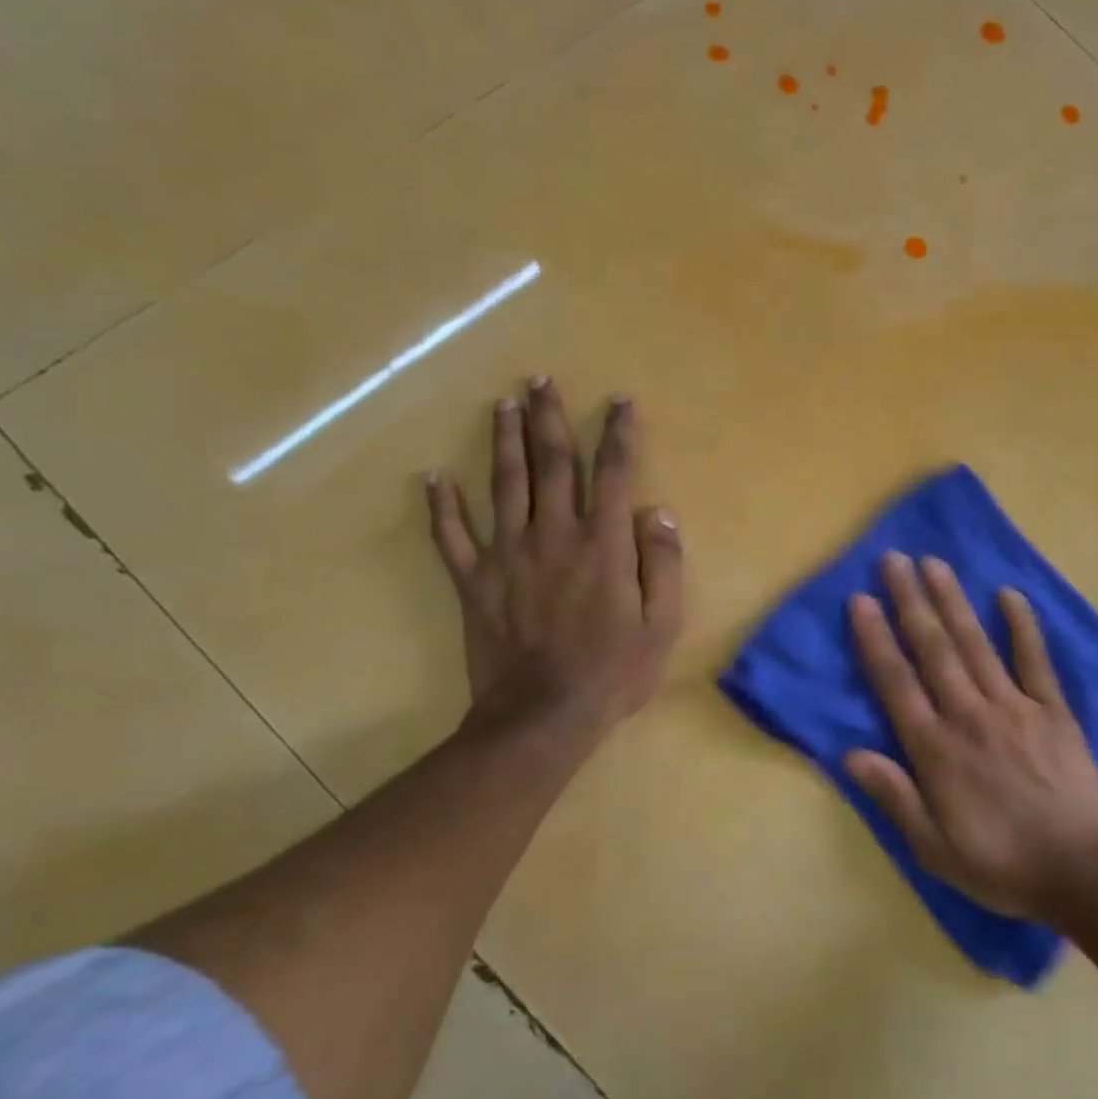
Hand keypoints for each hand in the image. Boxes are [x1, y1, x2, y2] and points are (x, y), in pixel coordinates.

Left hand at [426, 378, 683, 756]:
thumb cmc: (612, 672)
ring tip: (503, 403)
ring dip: (503, 440)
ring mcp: (507, 556)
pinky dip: (442, 506)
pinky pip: (452, 537)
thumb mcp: (662, 624)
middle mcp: (553, 536)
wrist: (542, 717)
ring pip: (503, 485)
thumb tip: (657, 513)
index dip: (619, 433)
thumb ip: (663, 565)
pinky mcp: (474, 582)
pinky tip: (434, 478)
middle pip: (551, 464)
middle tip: (543, 380)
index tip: (621, 401)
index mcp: (602, 544)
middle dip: (549, 418)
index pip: (612, 473)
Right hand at [845, 552, 1097, 921]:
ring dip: (952, 601)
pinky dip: (1022, 625)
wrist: (1083, 874)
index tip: (861, 599)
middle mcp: (970, 715)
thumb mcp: (934, 849)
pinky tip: (1009, 594)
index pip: (897, 682)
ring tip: (935, 563)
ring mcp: (1015, 707)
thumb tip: (849, 754)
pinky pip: (1035, 660)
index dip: (876, 639)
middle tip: (895, 559)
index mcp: (937, 749)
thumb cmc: (1002, 865)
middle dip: (911, 601)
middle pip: (933, 649)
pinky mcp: (1053, 710)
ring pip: (975, 644)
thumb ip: (894, 797)